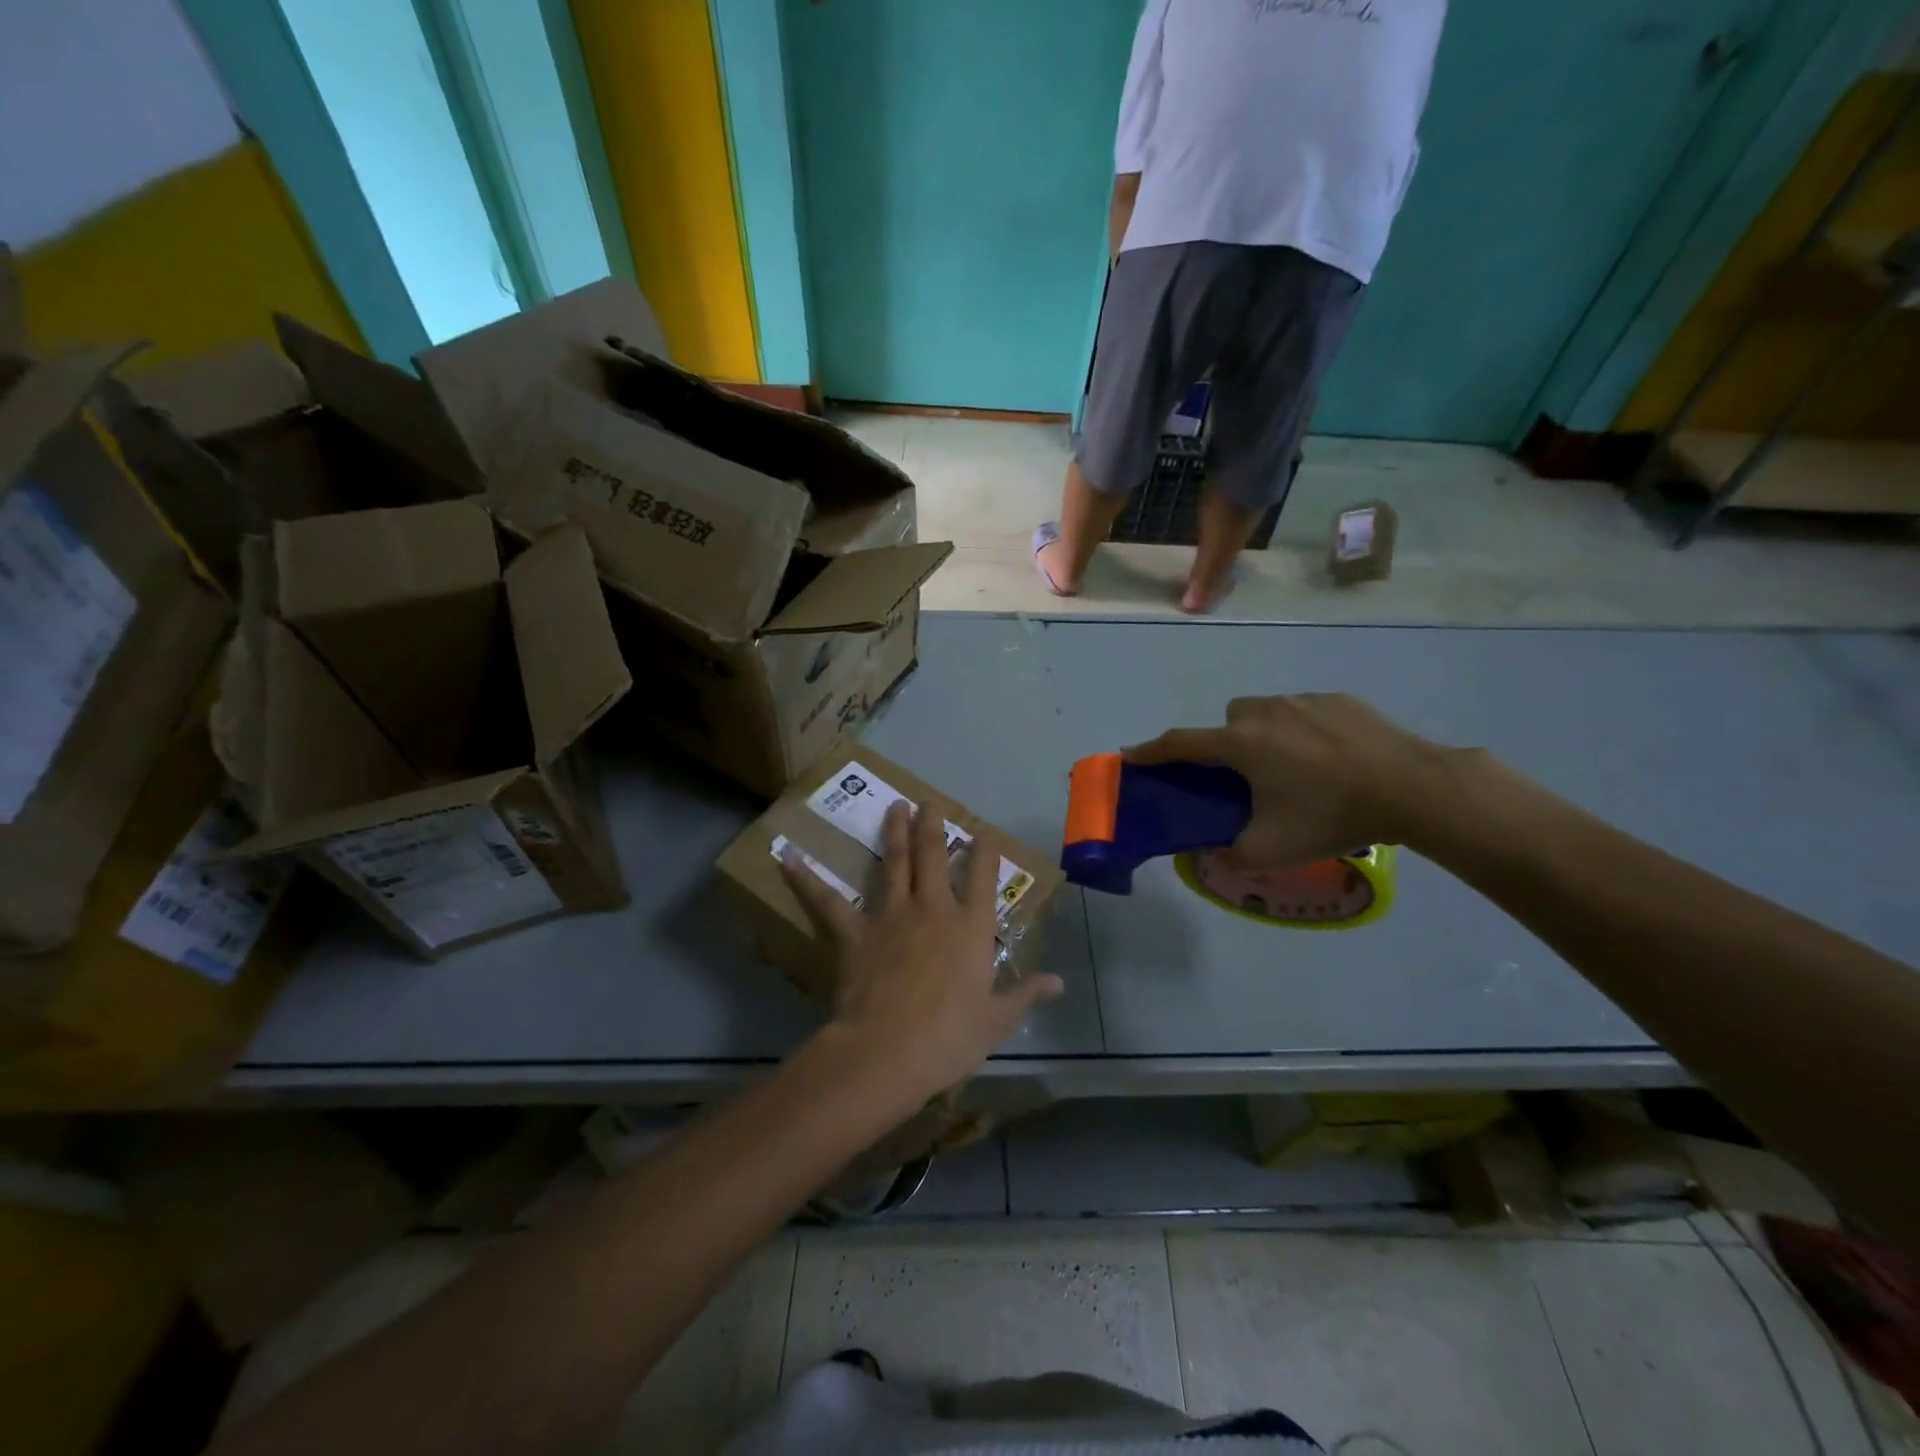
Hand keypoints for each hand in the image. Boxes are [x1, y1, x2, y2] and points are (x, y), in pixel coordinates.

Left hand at [782, 801, 1063, 1101]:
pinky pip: (826, 901)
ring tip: (894, 807)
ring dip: (895, 834)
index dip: (985, 852)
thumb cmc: (950, 1038)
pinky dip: (806, 879)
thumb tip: (1058, 983)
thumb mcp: (997, 1020)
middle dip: (933, 826)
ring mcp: (891, 916)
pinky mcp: (855, 932)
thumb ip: (1025, 994)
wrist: (889, 1050)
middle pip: (934, 857)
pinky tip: (786, 855)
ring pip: (895, 864)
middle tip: (929, 803)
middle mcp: (933, 909)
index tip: (983, 833)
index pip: (983, 879)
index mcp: (971, 928)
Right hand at [1126, 693, 1456, 868]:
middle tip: (1249, 778)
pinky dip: (1304, 731)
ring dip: (1266, 735)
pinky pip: (1305, 711)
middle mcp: (1264, 712)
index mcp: (1240, 744)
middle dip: (1227, 744)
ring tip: (1296, 770)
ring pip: (1266, 712)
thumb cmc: (1330, 815)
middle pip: (1227, 722)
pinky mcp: (1340, 700)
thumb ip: (1229, 855)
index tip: (1131, 755)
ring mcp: (1304, 700)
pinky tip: (1332, 759)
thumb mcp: (1271, 850)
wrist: (1411, 787)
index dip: (1151, 751)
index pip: (1181, 744)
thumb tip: (1210, 855)